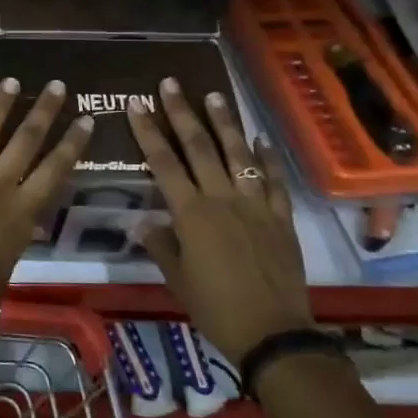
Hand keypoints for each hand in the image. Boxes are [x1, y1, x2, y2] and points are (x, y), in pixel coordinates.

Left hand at [0, 80, 92, 307]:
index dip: (72, 143)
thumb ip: (19, 233)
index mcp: (22, 210)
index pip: (55, 169)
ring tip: (10, 81)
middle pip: (25, 140)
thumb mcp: (10, 260)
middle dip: (43, 111)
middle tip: (55, 85)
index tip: (86, 119)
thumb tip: (28, 221)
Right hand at [127, 78, 311, 364]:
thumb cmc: (216, 308)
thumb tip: (144, 222)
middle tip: (171, 84)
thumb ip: (161, 245)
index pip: (163, 162)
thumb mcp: (177, 279)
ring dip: (224, 123)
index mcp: (191, 213)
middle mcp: (222, 199)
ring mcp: (255, 205)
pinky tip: (259, 139)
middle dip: (182, 113)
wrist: (274, 333)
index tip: (136, 103)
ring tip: (213, 95)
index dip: (148, 131)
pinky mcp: (280, 217)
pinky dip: (266, 157)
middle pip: (199, 147)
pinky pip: (273, 180)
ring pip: (237, 154)